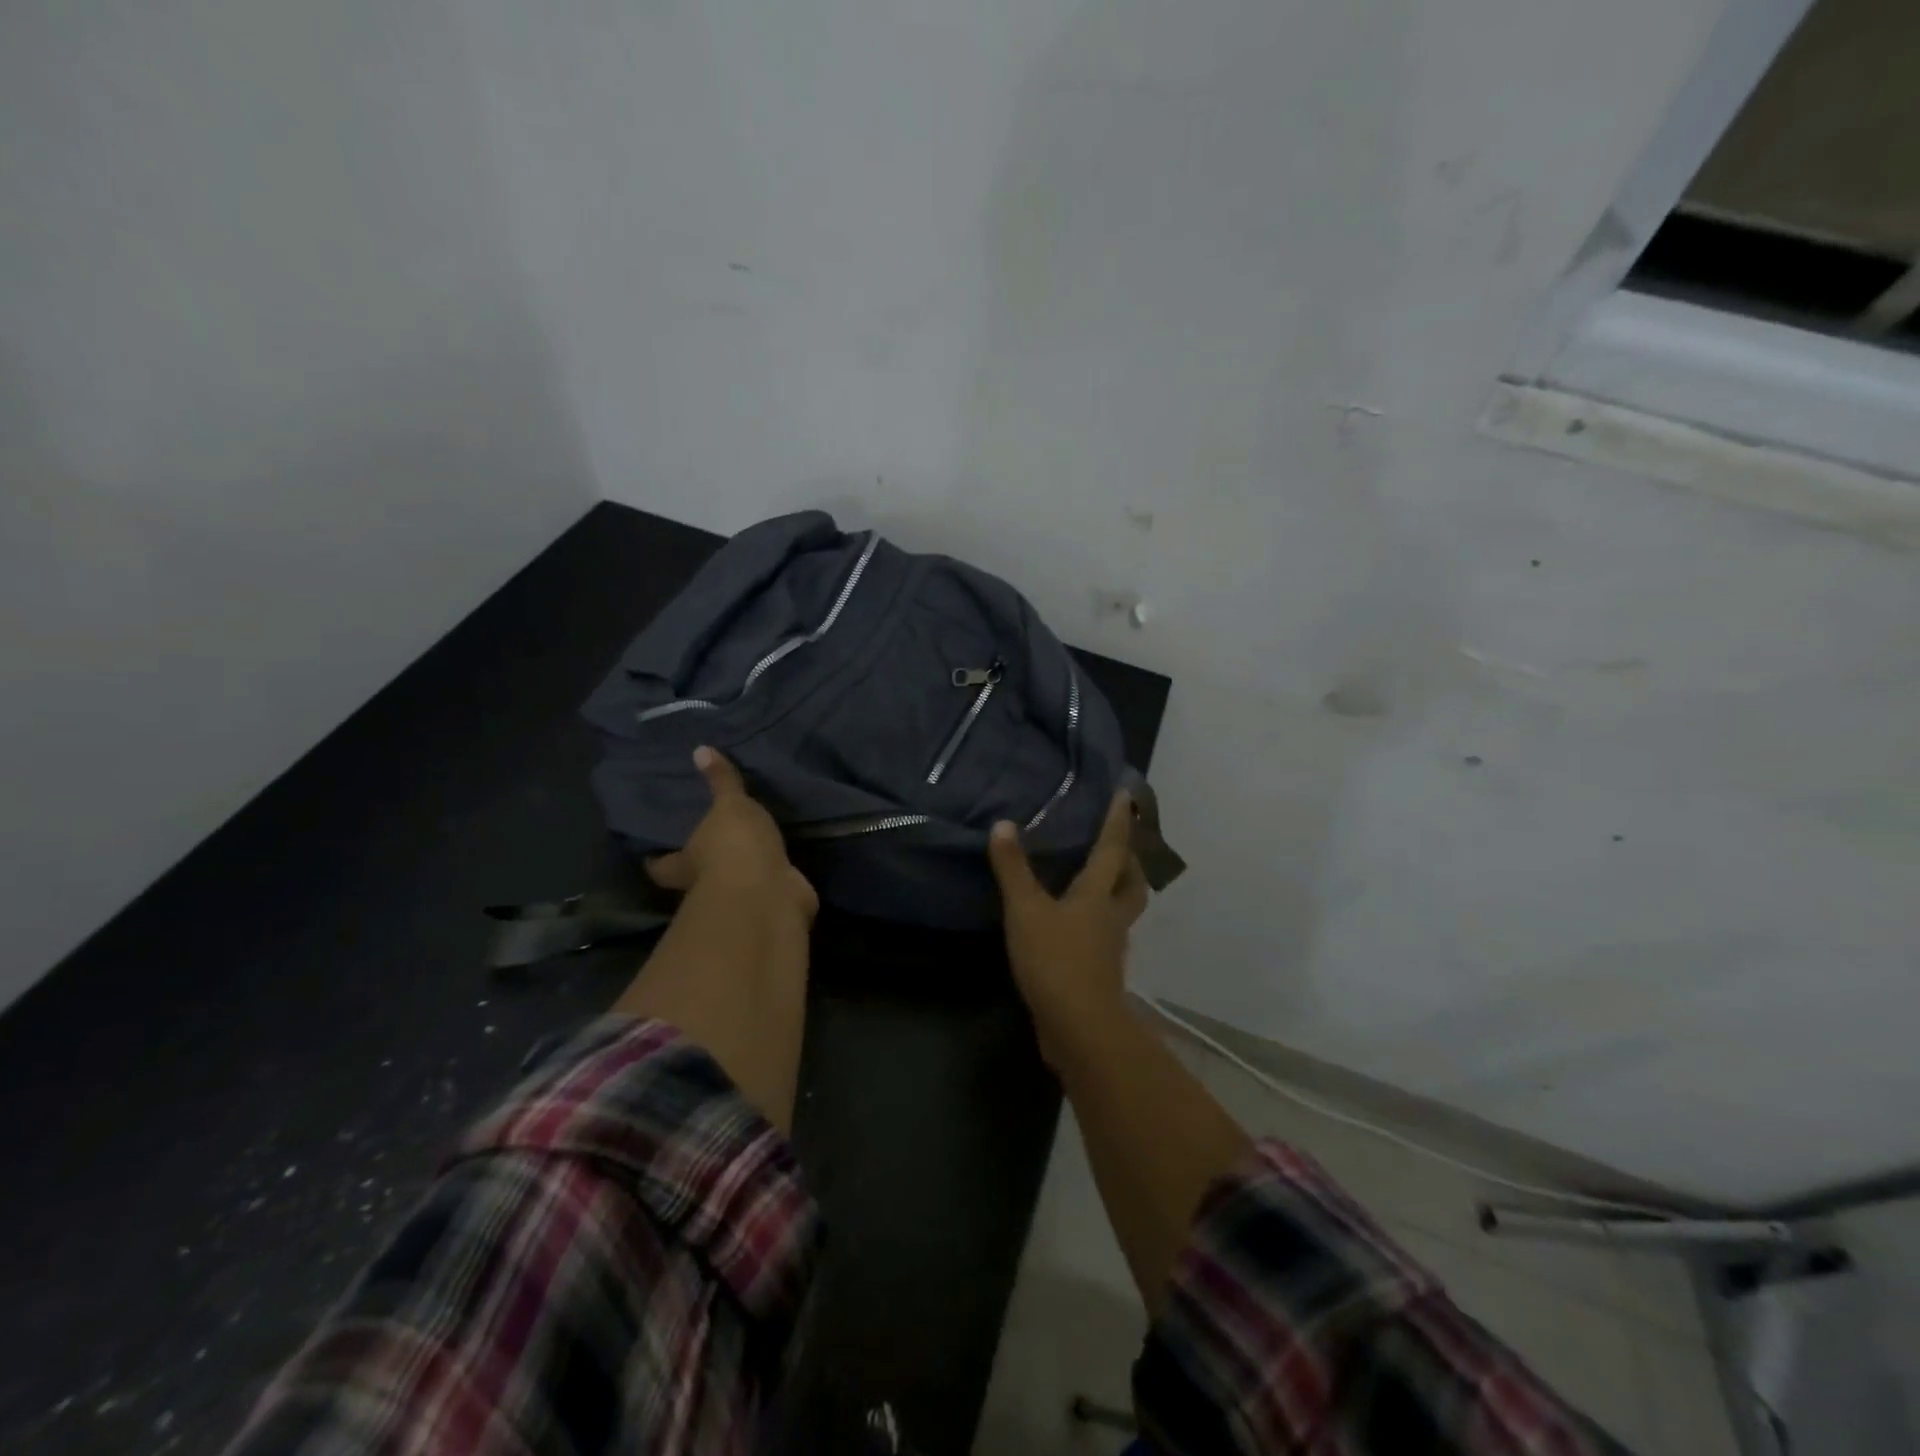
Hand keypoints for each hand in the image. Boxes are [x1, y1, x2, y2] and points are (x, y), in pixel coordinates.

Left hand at [646, 747, 817, 921]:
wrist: (768, 892)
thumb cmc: (734, 846)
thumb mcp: (729, 805)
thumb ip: (721, 781)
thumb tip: (700, 749)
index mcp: (686, 862)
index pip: (662, 865)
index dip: (657, 860)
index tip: (651, 854)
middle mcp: (706, 885)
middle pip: (695, 876)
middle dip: (700, 865)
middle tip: (706, 842)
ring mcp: (739, 897)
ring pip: (733, 883)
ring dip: (740, 870)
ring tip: (751, 847)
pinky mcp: (769, 902)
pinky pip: (769, 886)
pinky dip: (773, 878)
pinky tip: (781, 863)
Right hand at [988, 792, 1147, 1061]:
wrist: (1077, 1027)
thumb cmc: (1055, 960)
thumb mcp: (1026, 910)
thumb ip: (1013, 868)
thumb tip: (1004, 824)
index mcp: (1098, 895)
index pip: (1112, 849)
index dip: (1118, 821)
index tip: (1127, 794)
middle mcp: (1111, 917)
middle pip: (1132, 883)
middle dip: (1130, 862)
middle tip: (1119, 845)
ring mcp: (1109, 948)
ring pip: (1121, 911)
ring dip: (1116, 892)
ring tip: (1095, 880)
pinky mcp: (1099, 973)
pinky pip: (1104, 937)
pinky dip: (1095, 923)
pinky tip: (1073, 925)